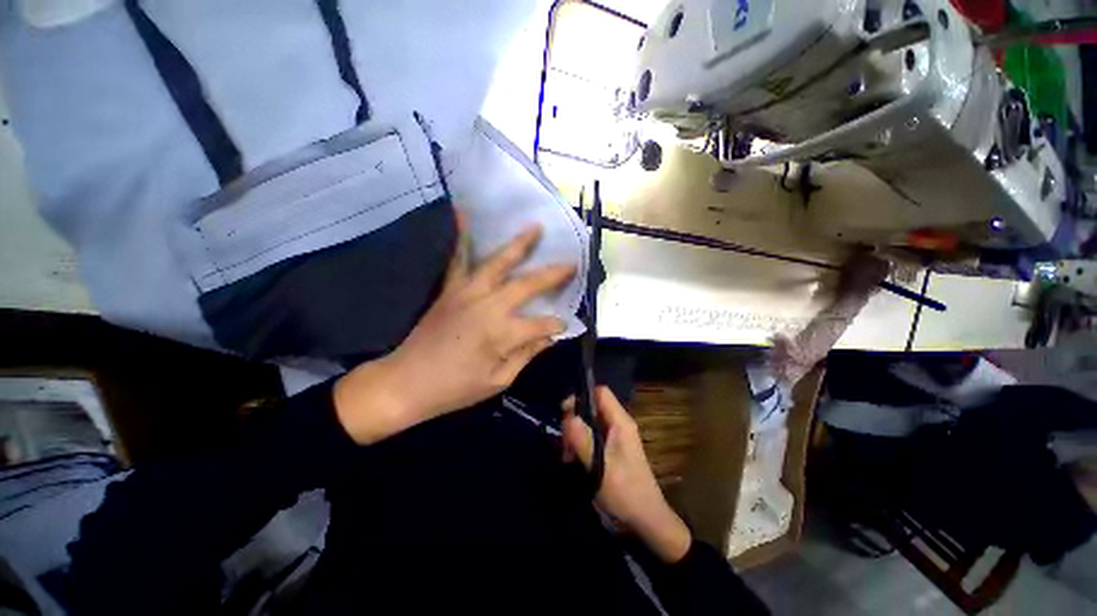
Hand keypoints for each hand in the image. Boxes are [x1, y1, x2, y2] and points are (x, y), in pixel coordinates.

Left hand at [335, 221, 575, 444]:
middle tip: (572, 263)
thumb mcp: (499, 380)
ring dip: (520, 244)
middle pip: (528, 284)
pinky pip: (458, 259)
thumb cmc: (456, 389)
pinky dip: (461, 237)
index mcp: (503, 333)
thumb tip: (550, 336)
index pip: (542, 324)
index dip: (557, 325)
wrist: (406, 382)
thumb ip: (527, 354)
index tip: (565, 325)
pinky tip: (463, 213)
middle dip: (553, 274)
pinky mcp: (450, 288)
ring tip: (536, 228)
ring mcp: (467, 292)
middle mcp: (489, 305)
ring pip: (499, 263)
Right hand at [562, 387, 691, 562]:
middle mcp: (617, 425)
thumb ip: (583, 441)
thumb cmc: (626, 493)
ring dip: (574, 435)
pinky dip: (578, 445)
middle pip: (590, 407)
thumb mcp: (601, 468)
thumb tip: (567, 416)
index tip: (564, 412)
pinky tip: (570, 461)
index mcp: (620, 423)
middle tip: (565, 443)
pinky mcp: (608, 450)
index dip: (581, 396)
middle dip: (574, 420)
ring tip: (567, 456)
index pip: (600, 393)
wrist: (645, 523)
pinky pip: (588, 437)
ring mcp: (612, 438)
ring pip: (587, 423)